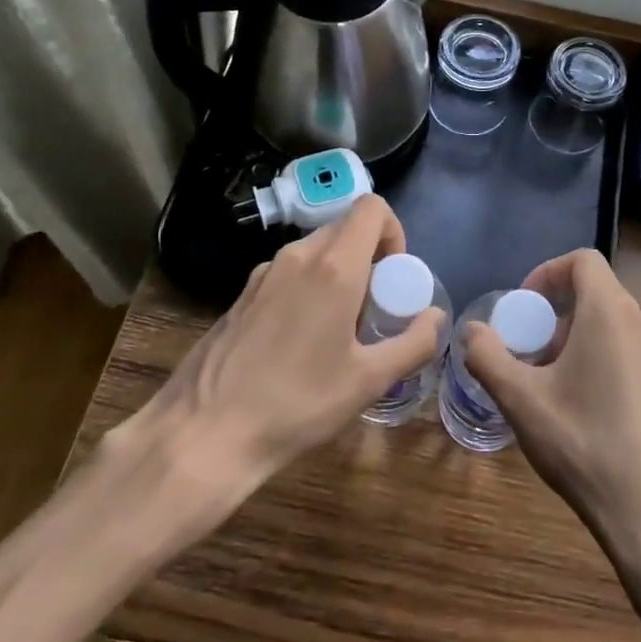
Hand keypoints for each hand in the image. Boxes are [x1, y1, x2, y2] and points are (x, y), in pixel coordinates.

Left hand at [129, 196, 442, 489]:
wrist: (205, 433)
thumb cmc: (297, 404)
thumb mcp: (369, 381)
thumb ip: (413, 343)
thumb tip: (435, 317)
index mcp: (333, 266)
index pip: (372, 208)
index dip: (394, 232)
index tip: (394, 278)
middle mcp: (297, 256)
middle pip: (345, 229)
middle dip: (370, 258)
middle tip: (374, 311)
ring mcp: (263, 273)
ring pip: (316, 252)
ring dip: (339, 274)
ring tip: (339, 332)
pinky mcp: (242, 295)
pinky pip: (289, 273)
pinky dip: (309, 289)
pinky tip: (300, 343)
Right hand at [462, 250, 640, 556]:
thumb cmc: (586, 446)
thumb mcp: (522, 401)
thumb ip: (488, 357)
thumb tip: (471, 330)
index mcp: (612, 312)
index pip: (583, 261)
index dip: (547, 273)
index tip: (524, 308)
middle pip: (598, 297)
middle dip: (559, 319)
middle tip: (533, 360)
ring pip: (619, 330)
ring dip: (584, 344)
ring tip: (560, 391)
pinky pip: (639, 357)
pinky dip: (611, 365)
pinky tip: (597, 416)